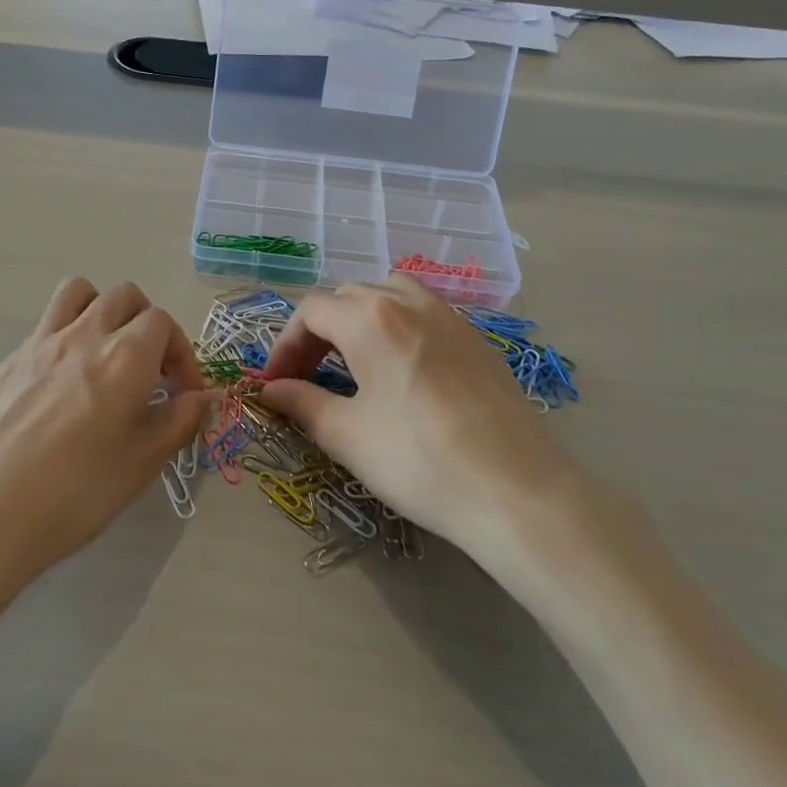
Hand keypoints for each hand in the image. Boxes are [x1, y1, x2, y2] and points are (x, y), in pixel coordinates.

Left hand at [0, 278, 208, 604]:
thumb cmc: (75, 493)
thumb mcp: (142, 463)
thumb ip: (180, 421)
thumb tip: (202, 397)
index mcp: (125, 356)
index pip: (163, 322)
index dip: (181, 353)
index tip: (183, 392)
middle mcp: (83, 335)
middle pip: (124, 296)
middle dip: (146, 324)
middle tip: (148, 371)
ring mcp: (39, 343)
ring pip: (78, 293)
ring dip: (102, 311)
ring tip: (105, 355)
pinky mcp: (7, 361)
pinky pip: (45, 327)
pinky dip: (66, 339)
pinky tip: (61, 389)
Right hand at [260, 277, 651, 612]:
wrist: (516, 491)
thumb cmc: (418, 460)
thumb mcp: (347, 435)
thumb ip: (302, 403)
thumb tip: (271, 390)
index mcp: (370, 317)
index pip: (311, 311)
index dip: (284, 345)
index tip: (275, 384)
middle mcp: (410, 301)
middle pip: (348, 297)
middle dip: (317, 332)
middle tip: (306, 377)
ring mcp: (450, 316)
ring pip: (390, 294)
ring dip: (360, 319)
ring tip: (352, 361)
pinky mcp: (478, 340)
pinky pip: (425, 314)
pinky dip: (398, 327)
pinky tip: (401, 371)